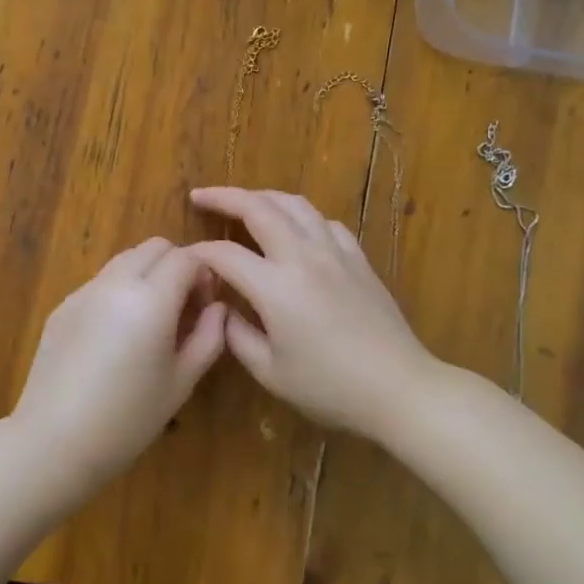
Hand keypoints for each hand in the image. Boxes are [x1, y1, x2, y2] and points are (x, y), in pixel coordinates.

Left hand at [9, 237, 226, 499]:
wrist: (52, 443)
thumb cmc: (127, 420)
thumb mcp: (181, 383)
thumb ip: (209, 337)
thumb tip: (219, 309)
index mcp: (150, 299)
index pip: (186, 258)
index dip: (205, 274)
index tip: (207, 305)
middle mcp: (115, 283)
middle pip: (155, 247)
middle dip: (177, 265)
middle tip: (183, 307)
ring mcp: (84, 292)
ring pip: (125, 260)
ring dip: (147, 274)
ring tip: (151, 320)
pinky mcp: (62, 306)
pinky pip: (100, 282)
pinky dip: (119, 291)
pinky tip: (116, 337)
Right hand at [188, 187, 438, 441]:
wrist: (399, 387)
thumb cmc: (330, 387)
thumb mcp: (271, 372)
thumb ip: (237, 336)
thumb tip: (222, 310)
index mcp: (275, 286)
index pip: (225, 255)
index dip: (199, 253)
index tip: (185, 258)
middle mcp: (303, 257)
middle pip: (259, 208)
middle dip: (224, 197)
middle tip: (201, 195)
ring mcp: (334, 252)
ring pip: (295, 205)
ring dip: (263, 197)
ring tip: (245, 201)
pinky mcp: (358, 258)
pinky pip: (325, 222)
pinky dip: (301, 216)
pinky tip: (296, 229)